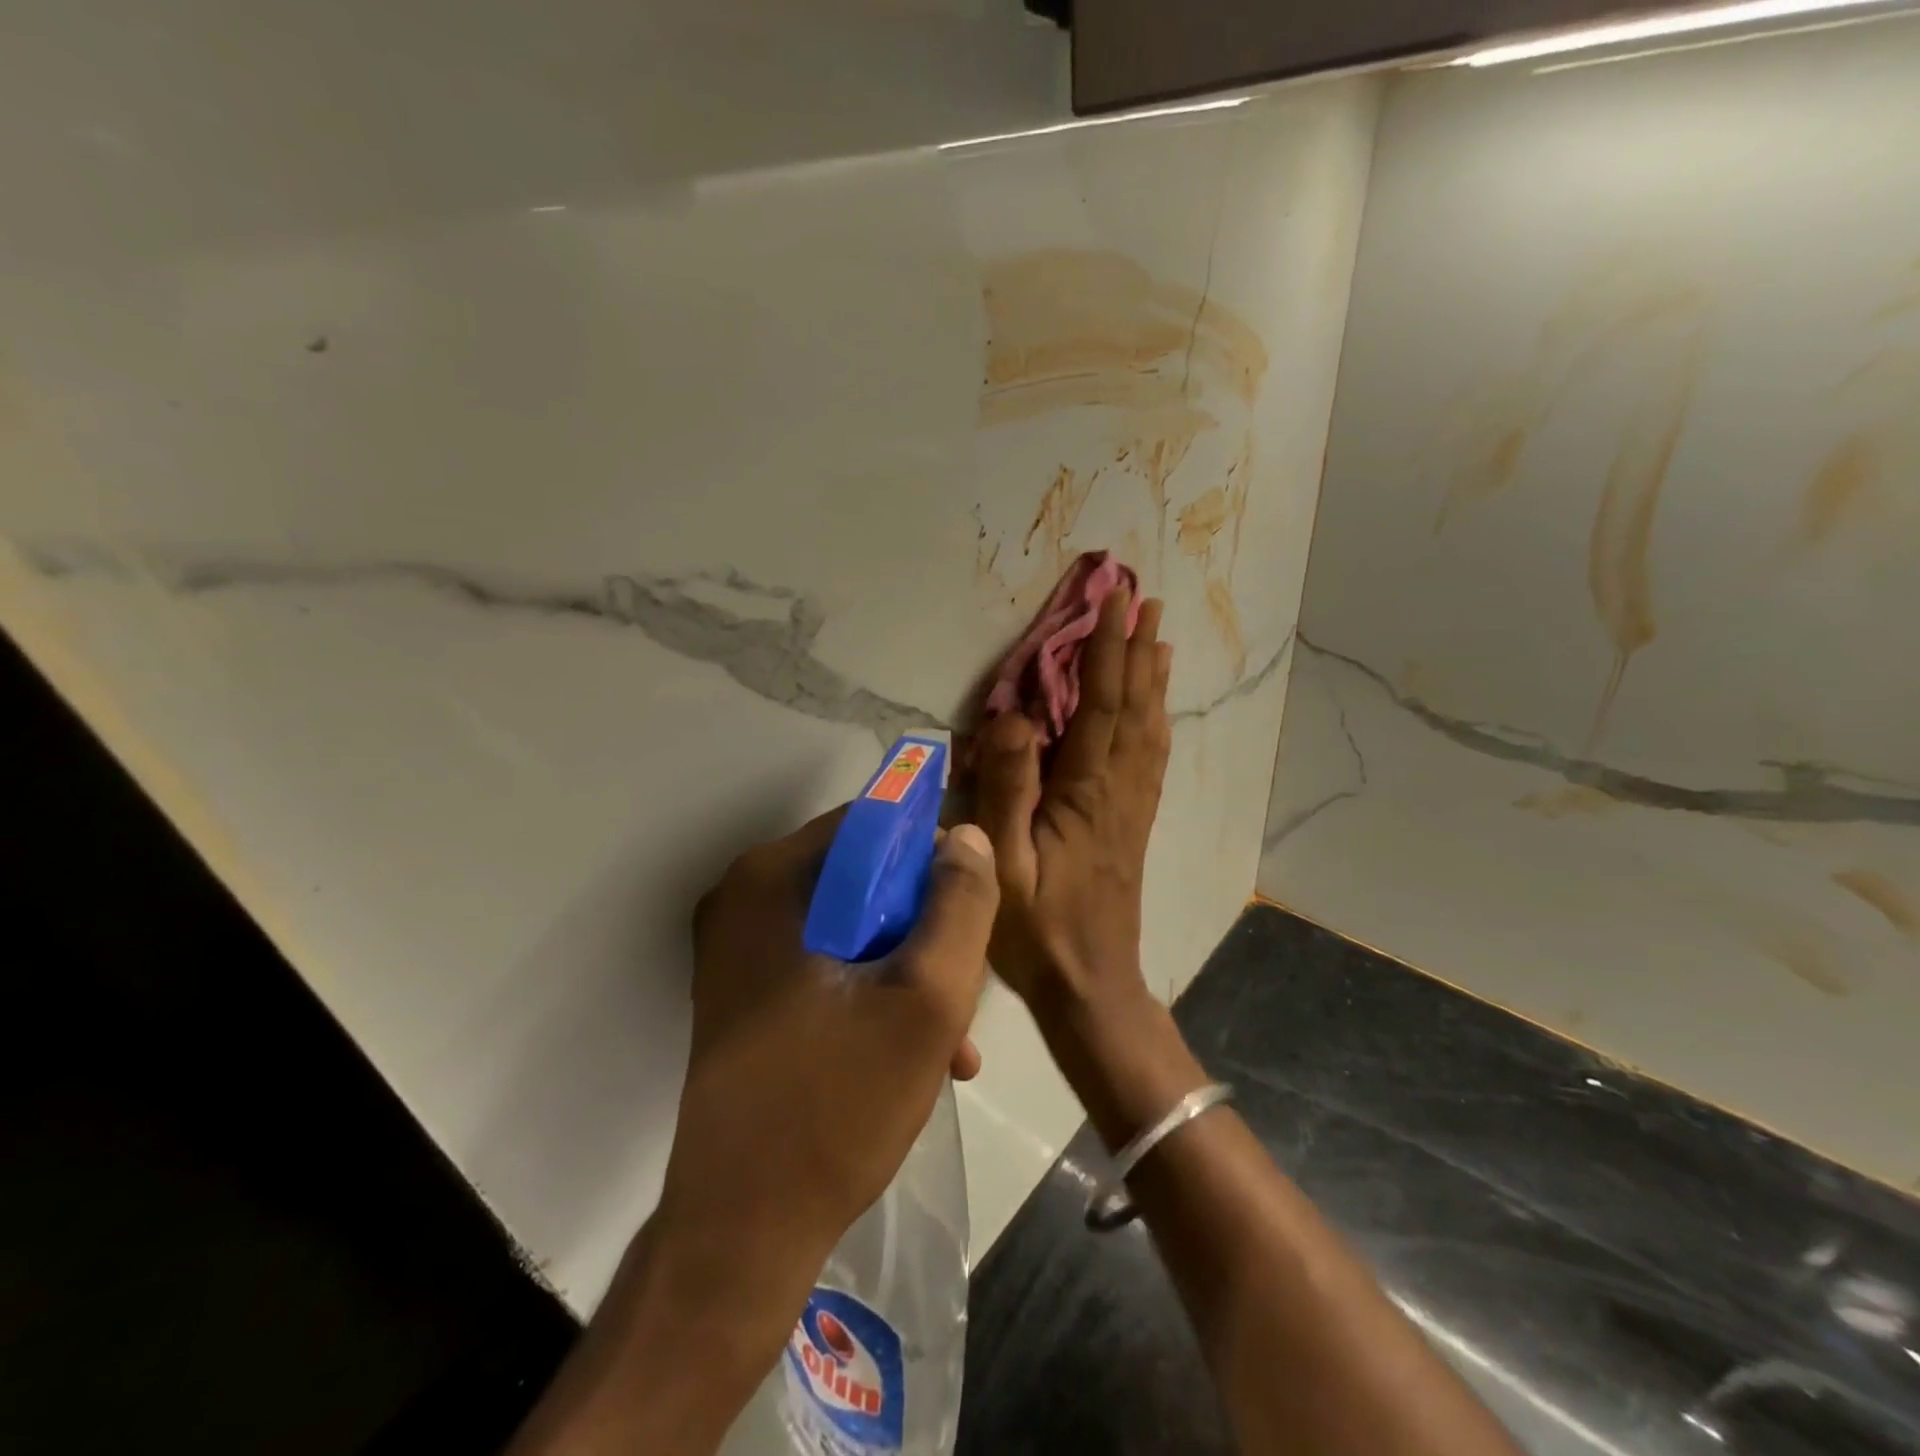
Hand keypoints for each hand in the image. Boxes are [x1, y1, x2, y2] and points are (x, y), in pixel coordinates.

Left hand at [655, 810, 998, 1300]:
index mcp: (770, 880)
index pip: (871, 823)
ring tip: (955, 1039)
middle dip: (924, 928)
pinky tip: (921, 1054)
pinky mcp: (747, 994)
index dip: (931, 854)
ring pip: (852, 926)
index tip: (970, 907)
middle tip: (964, 986)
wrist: (743, 1234)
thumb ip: (959, 905)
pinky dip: (875, 994)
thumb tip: (964, 836)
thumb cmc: (837, 1105)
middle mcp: (744, 899)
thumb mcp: (926, 997)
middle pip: (864, 877)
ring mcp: (740, 950)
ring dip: (909, 969)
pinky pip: (828, 964)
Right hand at [972, 590, 1171, 1022]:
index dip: (1108, 651)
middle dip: (1137, 650)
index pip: (1101, 706)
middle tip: (1147, 601)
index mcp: (1087, 793)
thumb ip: (1007, 790)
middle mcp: (1119, 790)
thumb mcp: (1004, 864)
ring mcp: (1132, 808)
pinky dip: (1156, 723)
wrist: (1092, 986)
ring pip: (1149, 730)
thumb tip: (1013, 718)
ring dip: (1152, 681)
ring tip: (1159, 639)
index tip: (1116, 602)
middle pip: (1133, 708)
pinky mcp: (1134, 826)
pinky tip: (1156, 713)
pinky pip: (1151, 760)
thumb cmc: (1037, 930)